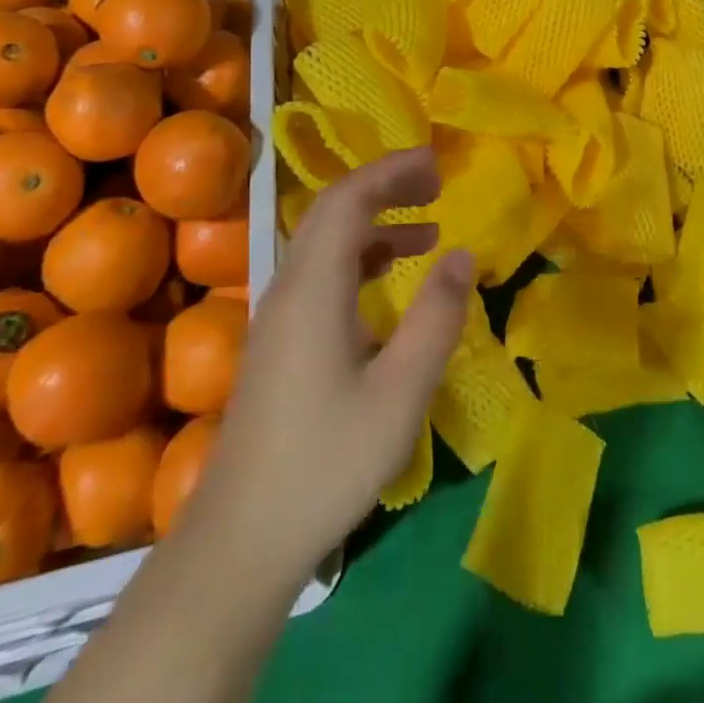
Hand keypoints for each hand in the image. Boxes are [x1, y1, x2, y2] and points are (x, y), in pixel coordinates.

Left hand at [179, 148, 473, 592]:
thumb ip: (435, 317)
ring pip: (325, 243)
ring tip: (427, 230)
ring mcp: (278, 315)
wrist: (241, 540)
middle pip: (332, 211)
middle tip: (435, 184)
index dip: (390, 171)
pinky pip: (321, 273)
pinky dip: (360, 259)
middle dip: (384, 187)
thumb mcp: (400, 391)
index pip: (347, 200)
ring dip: (374, 224)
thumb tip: (462, 253)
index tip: (435, 162)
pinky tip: (390, 282)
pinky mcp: (278, 341)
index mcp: (313, 287)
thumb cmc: (327, 461)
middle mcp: (288, 287)